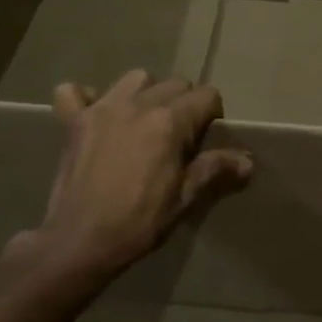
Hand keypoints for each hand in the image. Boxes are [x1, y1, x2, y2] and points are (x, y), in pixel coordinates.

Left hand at [28, 70, 252, 282]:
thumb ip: (215, 169)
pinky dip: (86, 98)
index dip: (213, 116)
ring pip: (135, 79)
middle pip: (175, 83)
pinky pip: (73, 92)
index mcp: (169, 122)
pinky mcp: (73, 122)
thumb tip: (248, 161)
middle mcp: (137, 104)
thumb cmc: (139, 222)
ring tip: (144, 121)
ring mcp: (102, 109)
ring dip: (145, 93)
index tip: (206, 140)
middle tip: (179, 137)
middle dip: (184, 103)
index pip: (207, 96)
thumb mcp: (184, 198)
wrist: (80, 242)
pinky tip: (96, 115)